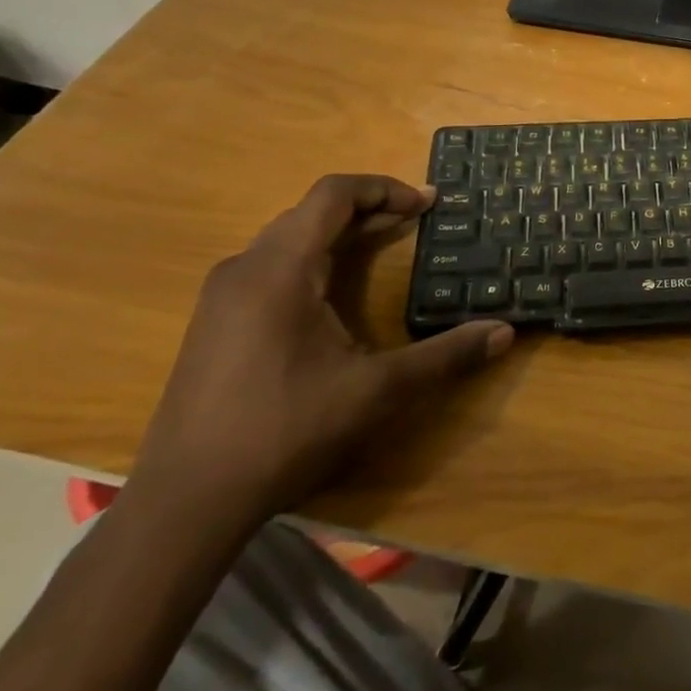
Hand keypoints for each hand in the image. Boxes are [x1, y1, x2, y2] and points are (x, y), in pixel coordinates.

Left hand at [132, 175, 511, 530]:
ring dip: (340, 234)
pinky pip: (271, 266)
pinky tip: (335, 295)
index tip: (427, 204)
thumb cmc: (284, 430)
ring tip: (384, 246)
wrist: (186, 501)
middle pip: (311, 212)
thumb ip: (444, 356)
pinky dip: (314, 259)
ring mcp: (222, 296)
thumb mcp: (376, 391)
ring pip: (288, 239)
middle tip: (416, 223)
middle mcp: (245, 268)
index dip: (385, 189)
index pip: (333, 194)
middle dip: (369, 210)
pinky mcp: (214, 323)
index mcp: (280, 269)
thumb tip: (504, 332)